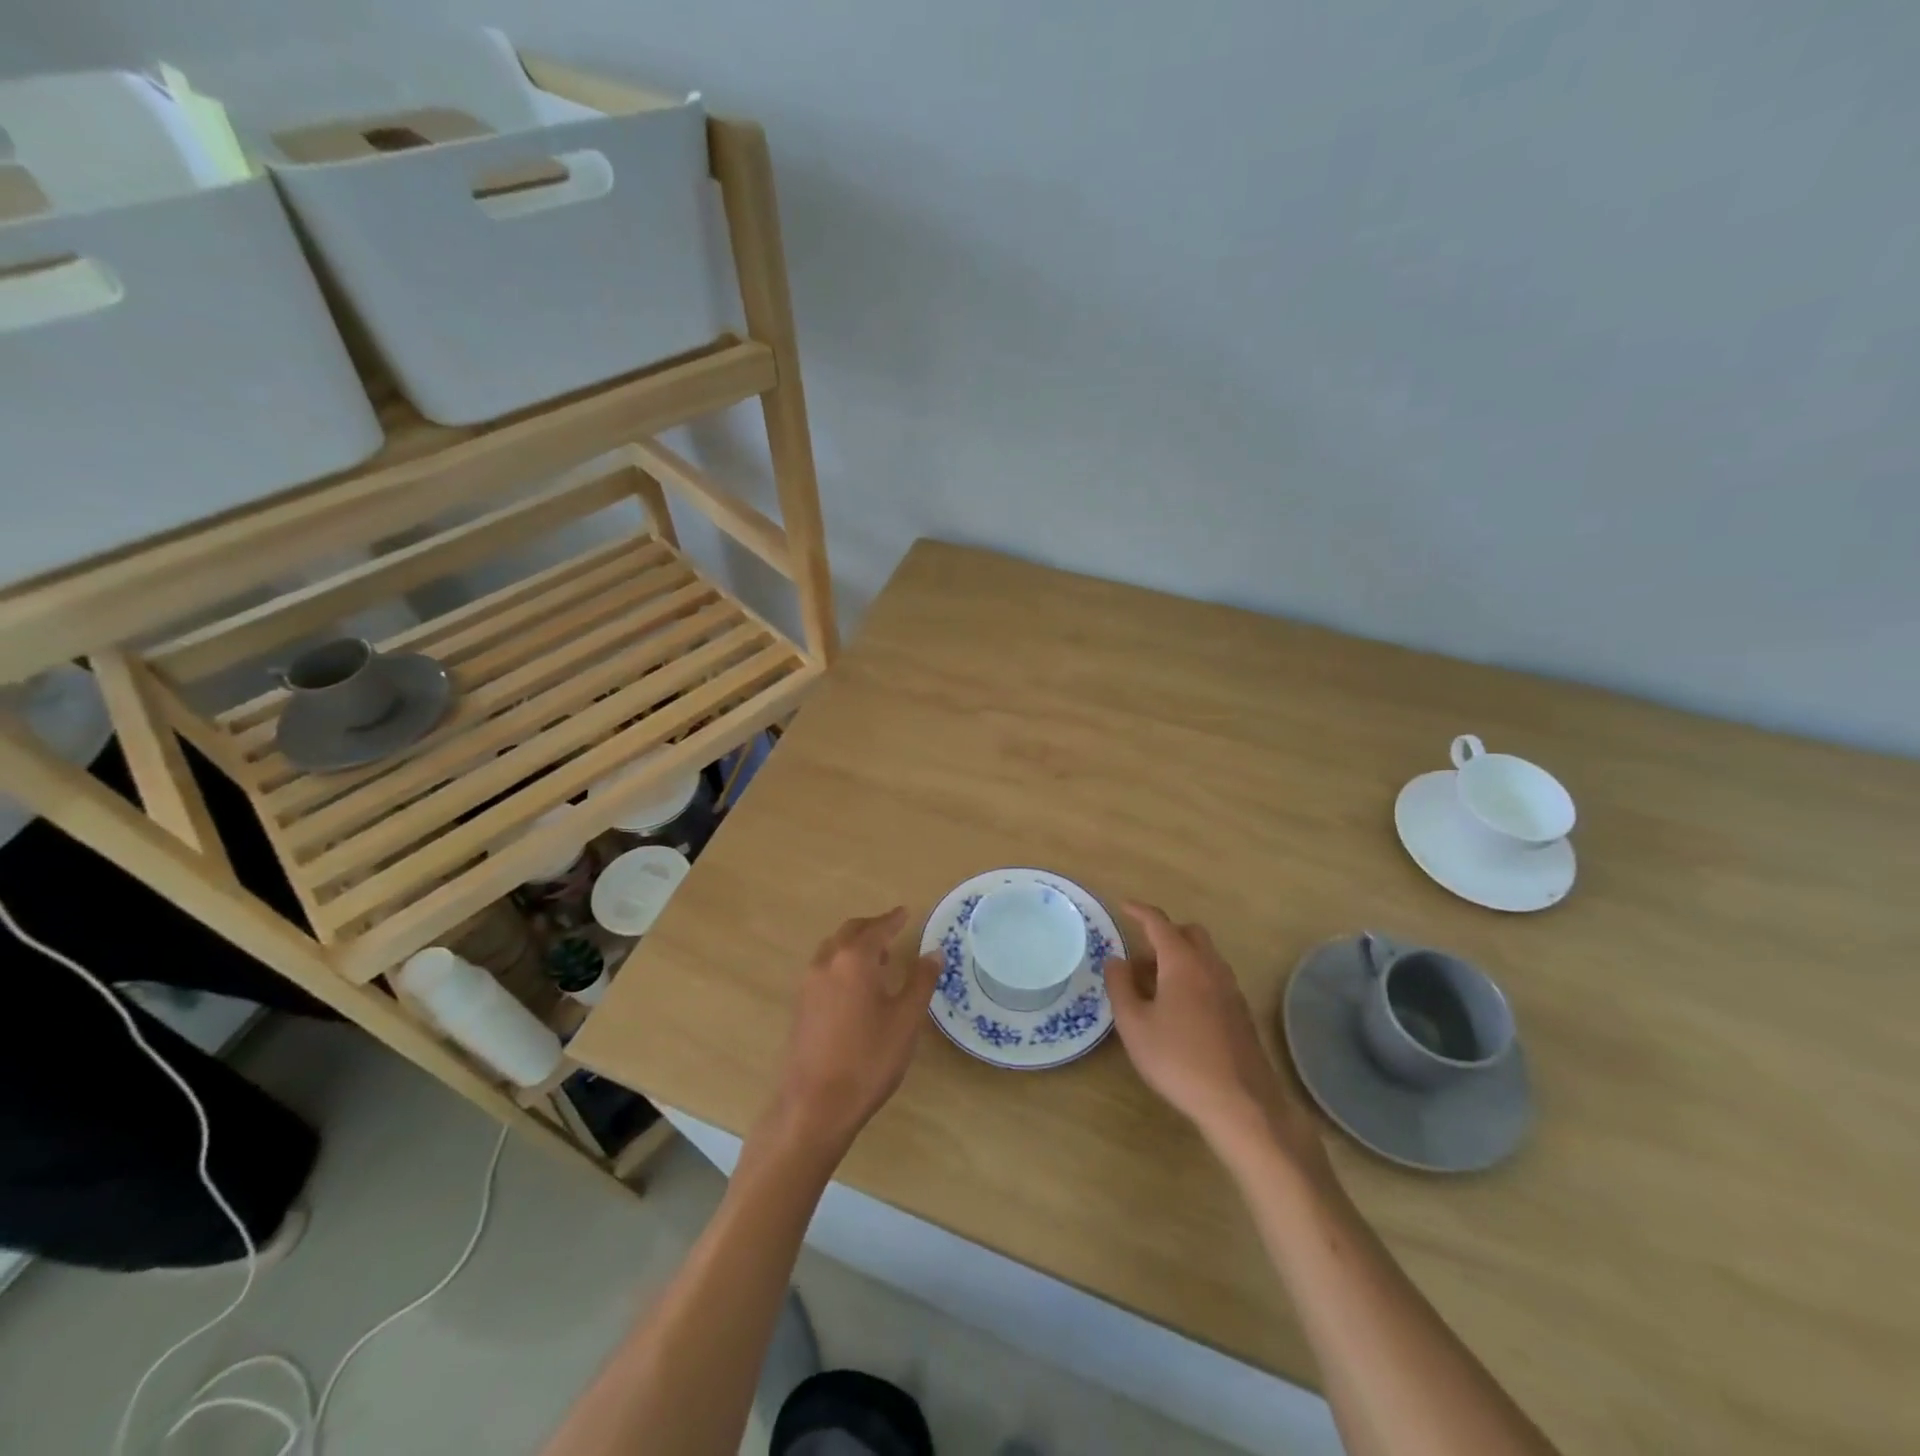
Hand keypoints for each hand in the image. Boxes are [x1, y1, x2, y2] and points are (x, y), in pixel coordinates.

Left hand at [772, 908, 940, 1152]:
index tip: (906, 912)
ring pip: (833, 948)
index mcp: (854, 960)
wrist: (816, 1105)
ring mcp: (808, 984)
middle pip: (850, 932)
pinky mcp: (801, 1005)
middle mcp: (827, 963)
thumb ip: (920, 981)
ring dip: (854, 944)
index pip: (877, 929)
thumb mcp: (905, 1020)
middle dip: (872, 927)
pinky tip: (855, 983)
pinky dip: (842, 961)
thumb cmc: (868, 1059)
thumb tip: (934, 952)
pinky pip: (824, 967)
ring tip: (877, 955)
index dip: (894, 919)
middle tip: (892, 928)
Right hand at [1106, 902, 1325, 1169]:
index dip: (1139, 911)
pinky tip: (1179, 1009)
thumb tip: (1115, 960)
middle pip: (1189, 933)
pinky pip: (1213, 978)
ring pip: (1204, 956)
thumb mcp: (1134, 1024)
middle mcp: (1210, 967)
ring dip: (1179, 958)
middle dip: (1164, 934)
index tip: (1123, 906)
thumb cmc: (1178, 1060)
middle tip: (1139, 954)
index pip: (1159, 923)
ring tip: (1154, 985)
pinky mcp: (1241, 1013)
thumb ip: (1120, 986)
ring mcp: (1231, 989)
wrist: (1240, 1104)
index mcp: (1183, 962)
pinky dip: (1193, 977)